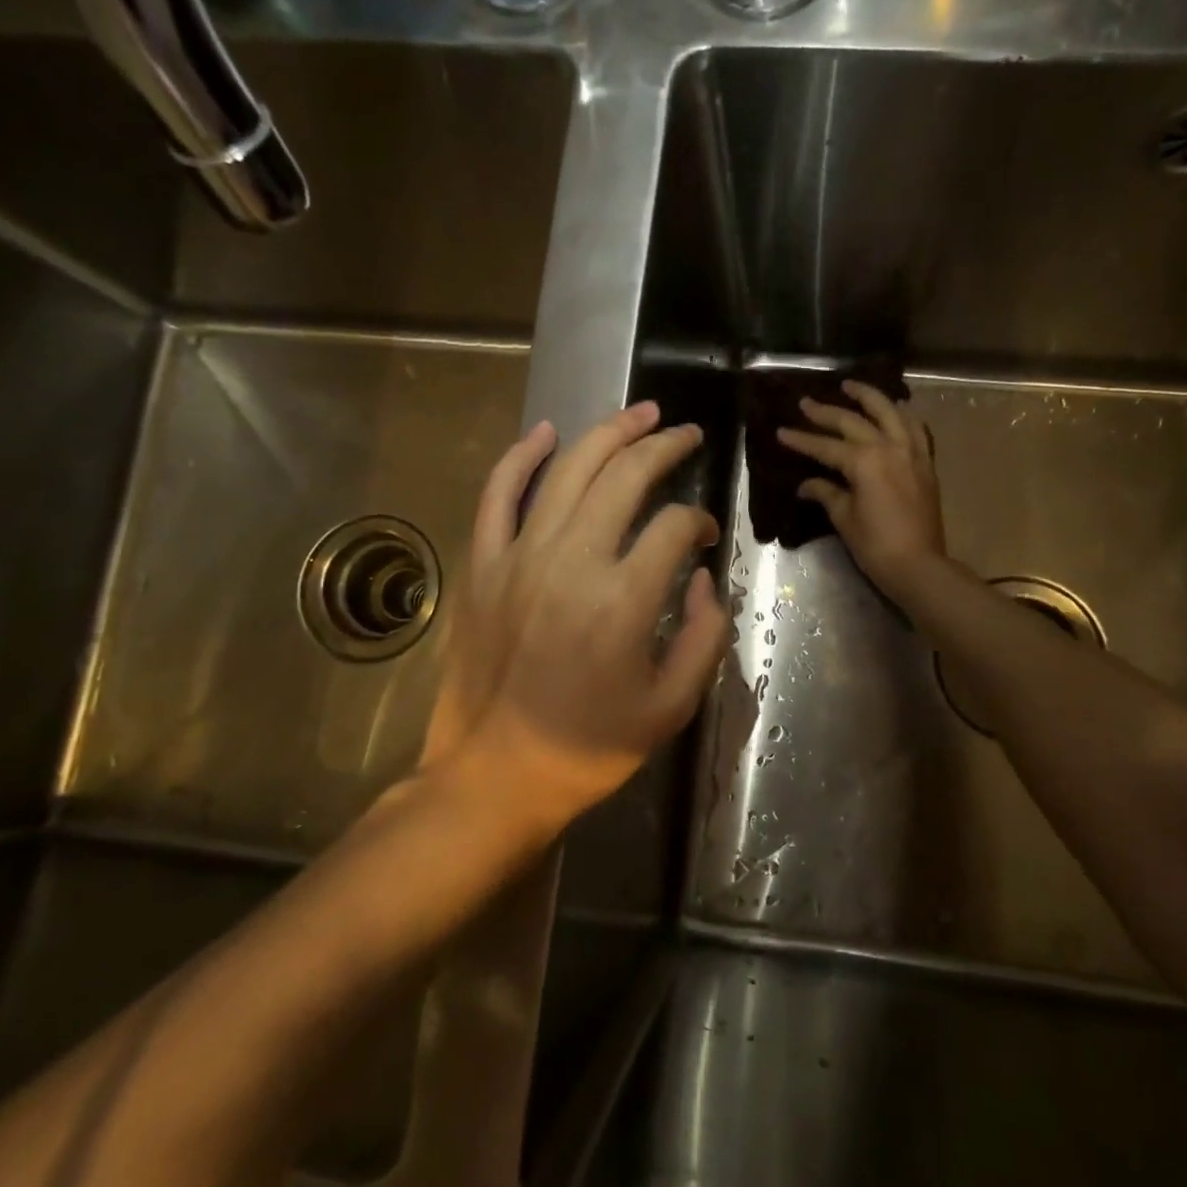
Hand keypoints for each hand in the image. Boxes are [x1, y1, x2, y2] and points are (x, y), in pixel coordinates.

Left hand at [421, 402, 725, 832]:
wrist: (495, 775)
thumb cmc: (589, 748)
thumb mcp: (671, 707)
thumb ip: (703, 635)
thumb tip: (699, 576)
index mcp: (623, 600)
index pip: (673, 527)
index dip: (699, 521)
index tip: (705, 535)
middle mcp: (571, 562)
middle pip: (624, 477)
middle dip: (663, 446)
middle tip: (685, 433)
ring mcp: (517, 557)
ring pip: (567, 470)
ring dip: (608, 433)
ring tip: (640, 412)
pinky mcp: (481, 565)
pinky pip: (497, 494)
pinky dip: (521, 457)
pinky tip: (546, 431)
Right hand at [778, 381, 947, 600]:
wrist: (919, 565)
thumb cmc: (875, 545)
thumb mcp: (845, 519)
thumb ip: (827, 493)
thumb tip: (807, 484)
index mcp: (864, 461)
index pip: (825, 446)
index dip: (802, 439)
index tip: (781, 431)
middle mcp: (888, 447)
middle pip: (853, 422)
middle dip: (826, 412)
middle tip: (806, 402)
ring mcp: (911, 452)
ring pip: (889, 412)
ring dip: (869, 397)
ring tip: (851, 386)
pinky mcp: (925, 463)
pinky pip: (914, 428)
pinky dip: (902, 415)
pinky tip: (894, 409)